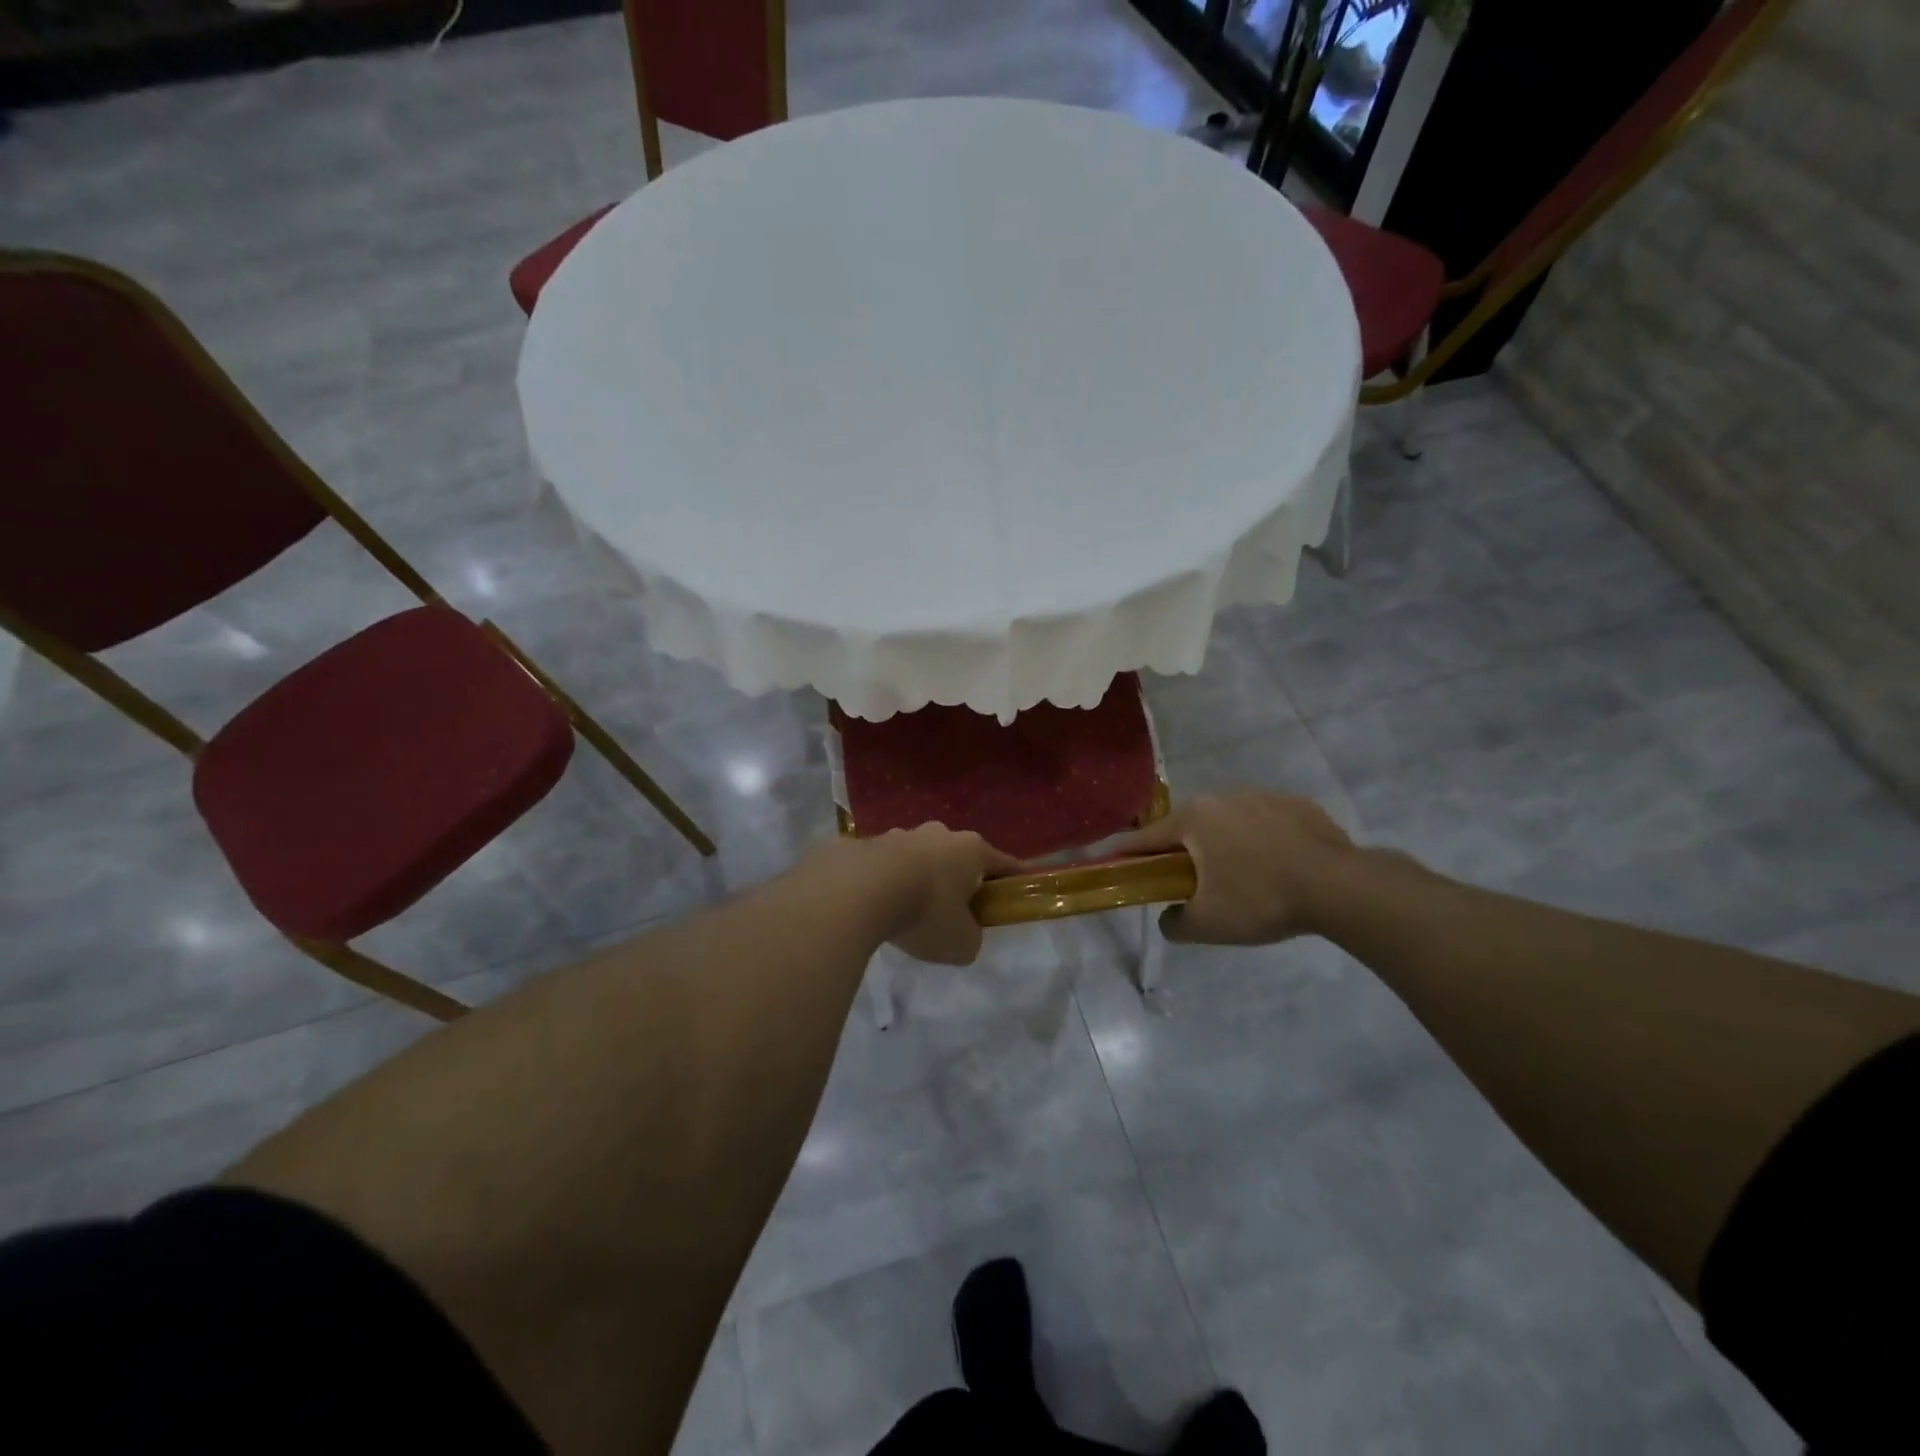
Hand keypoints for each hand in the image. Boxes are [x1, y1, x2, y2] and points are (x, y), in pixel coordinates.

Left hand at [804, 825, 1020, 964]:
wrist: (857, 889)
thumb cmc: (925, 912)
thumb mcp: (961, 943)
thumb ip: (970, 938)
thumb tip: (963, 933)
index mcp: (971, 850)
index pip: (1003, 863)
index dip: (1015, 879)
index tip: (1021, 888)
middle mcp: (939, 834)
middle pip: (958, 857)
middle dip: (960, 879)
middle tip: (955, 910)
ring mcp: (901, 834)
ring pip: (920, 857)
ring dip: (920, 878)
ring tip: (909, 910)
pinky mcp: (867, 843)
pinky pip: (886, 866)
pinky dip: (888, 882)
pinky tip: (877, 905)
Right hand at [1112, 790, 1355, 944]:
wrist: (1340, 887)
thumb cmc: (1260, 899)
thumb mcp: (1207, 924)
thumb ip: (1174, 923)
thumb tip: (1169, 917)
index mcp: (1194, 818)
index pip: (1146, 838)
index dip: (1127, 854)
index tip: (1114, 864)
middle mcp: (1223, 797)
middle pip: (1189, 828)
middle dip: (1184, 853)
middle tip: (1190, 884)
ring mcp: (1264, 796)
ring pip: (1230, 823)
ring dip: (1226, 845)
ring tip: (1242, 879)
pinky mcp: (1299, 805)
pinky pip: (1267, 824)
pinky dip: (1263, 842)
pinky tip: (1278, 868)